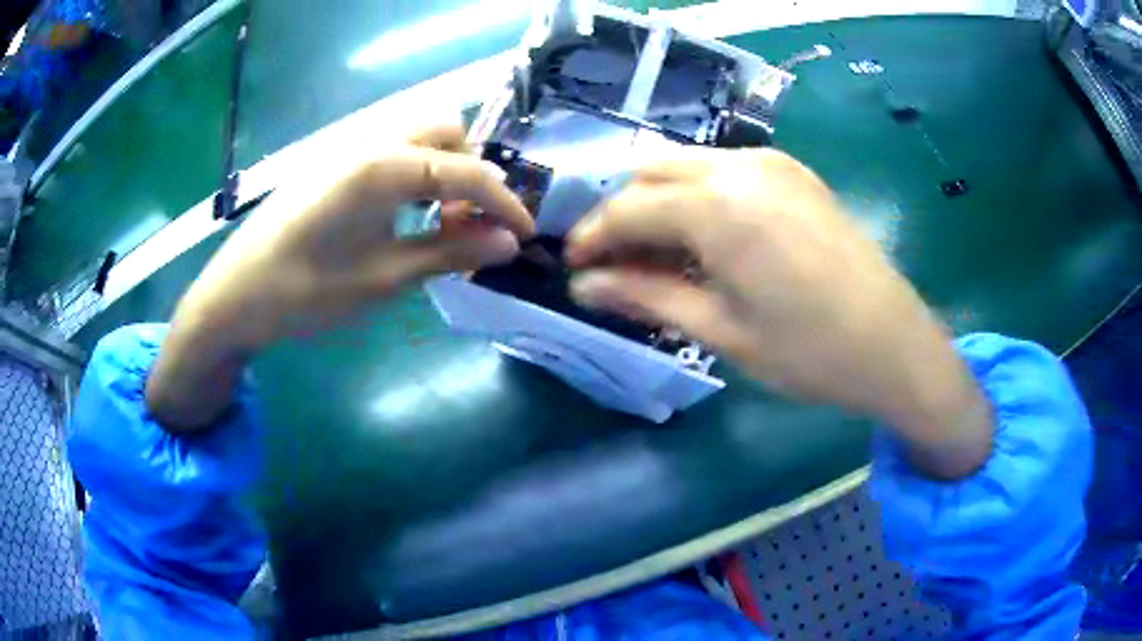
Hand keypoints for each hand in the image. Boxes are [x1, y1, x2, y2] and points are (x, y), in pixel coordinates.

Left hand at [147, 124, 533, 430]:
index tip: (526, 235)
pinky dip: (414, 173)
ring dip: (443, 169)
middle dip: (471, 171)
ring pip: (417, 136)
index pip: (466, 170)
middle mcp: (369, 142)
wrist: (234, 298)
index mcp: (383, 166)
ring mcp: (347, 149)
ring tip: (438, 221)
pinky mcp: (333, 165)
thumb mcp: (384, 279)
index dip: (504, 202)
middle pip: (446, 130)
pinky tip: (401, 215)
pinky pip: (390, 151)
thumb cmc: (305, 292)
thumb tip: (508, 243)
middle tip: (468, 223)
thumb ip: (449, 253)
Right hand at [566, 148, 991, 478]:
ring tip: (656, 255)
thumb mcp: (720, 330)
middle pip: (651, 172)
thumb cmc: (807, 351)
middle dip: (622, 213)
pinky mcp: (794, 173)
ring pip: (687, 165)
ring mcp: (772, 163)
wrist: (894, 344)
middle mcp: (739, 165)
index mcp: (716, 204)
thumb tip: (585, 286)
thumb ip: (647, 296)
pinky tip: (705, 239)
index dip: (593, 237)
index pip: (628, 208)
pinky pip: (725, 170)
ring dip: (660, 201)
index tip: (572, 266)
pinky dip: (698, 196)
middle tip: (613, 264)